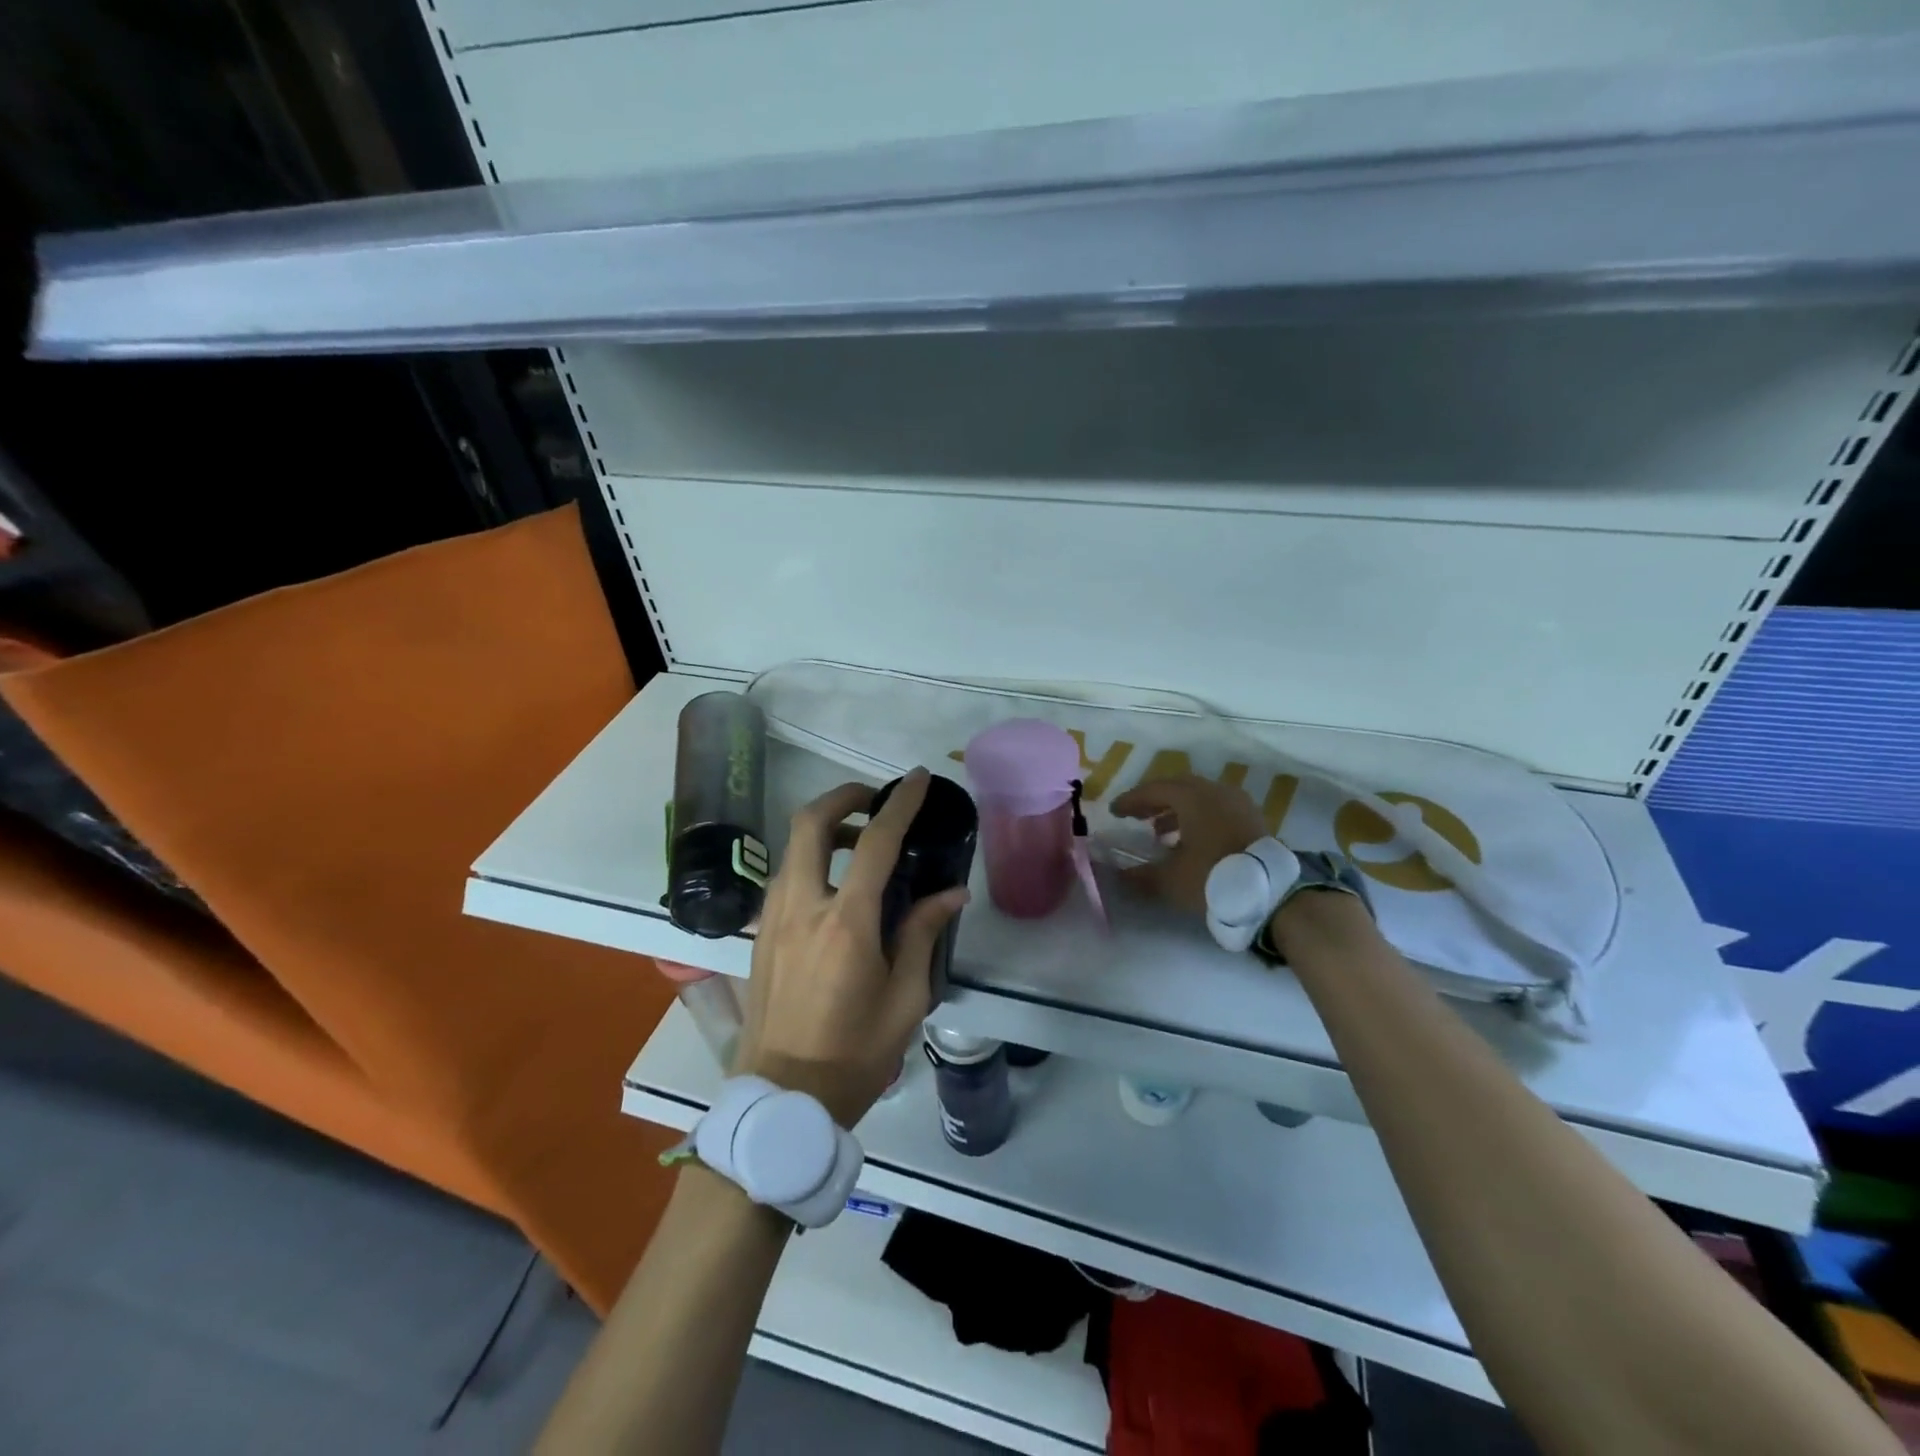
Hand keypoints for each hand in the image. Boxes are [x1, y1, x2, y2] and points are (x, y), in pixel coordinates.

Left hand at [731, 767, 968, 1127]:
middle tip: (874, 800)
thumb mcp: (905, 998)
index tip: (919, 779)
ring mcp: (773, 919)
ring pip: (792, 848)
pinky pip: (785, 877)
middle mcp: (802, 907)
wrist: (785, 1099)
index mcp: (846, 923)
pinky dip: (810, 860)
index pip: (875, 842)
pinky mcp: (760, 935)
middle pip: (809, 824)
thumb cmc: (855, 1053)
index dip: (900, 803)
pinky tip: (835, 887)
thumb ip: (924, 934)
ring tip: (861, 845)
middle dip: (843, 797)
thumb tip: (951, 892)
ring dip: (825, 829)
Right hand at [1110, 773, 1264, 918]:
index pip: (1153, 790)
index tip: (1114, 812)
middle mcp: (1215, 791)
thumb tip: (1116, 875)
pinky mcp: (1252, 819)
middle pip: (1177, 787)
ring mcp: (1238, 803)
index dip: (1131, 800)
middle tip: (1135, 816)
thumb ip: (1139, 875)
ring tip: (1159, 833)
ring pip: (1199, 797)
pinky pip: (1216, 808)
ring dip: (1175, 810)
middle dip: (1153, 801)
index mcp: (1192, 797)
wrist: (1272, 894)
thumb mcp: (1170, 880)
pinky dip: (1197, 817)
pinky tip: (1190, 840)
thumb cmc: (1214, 878)